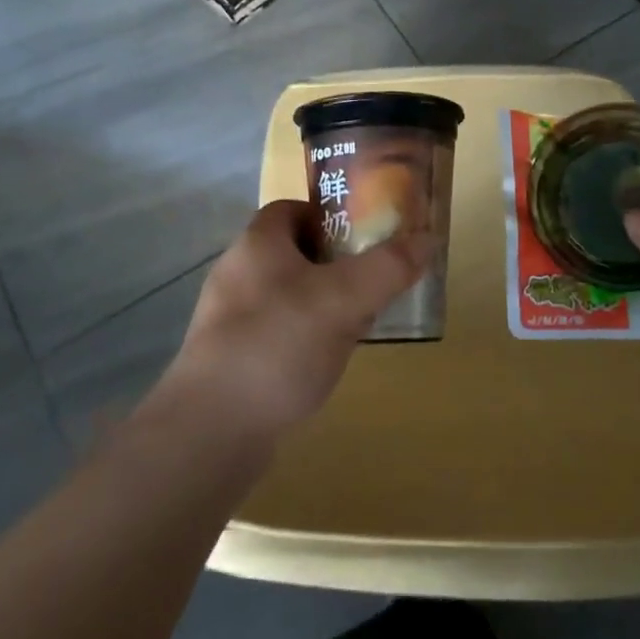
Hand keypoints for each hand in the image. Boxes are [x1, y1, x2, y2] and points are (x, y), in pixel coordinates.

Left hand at [162, 200, 425, 442]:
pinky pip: (275, 333)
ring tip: (356, 325)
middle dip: (335, 264)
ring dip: (322, 304)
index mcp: (257, 243)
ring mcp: (227, 318)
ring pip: (287, 295)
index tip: (366, 237)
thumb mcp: (345, 299)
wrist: (211, 430)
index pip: (294, 208)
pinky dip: (302, 339)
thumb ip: (388, 267)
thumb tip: (428, 239)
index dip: (330, 215)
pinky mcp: (228, 358)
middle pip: (294, 252)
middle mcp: (237, 272)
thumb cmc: (278, 344)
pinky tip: (323, 363)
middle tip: (371, 283)